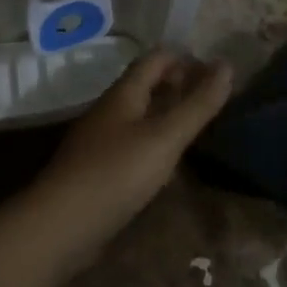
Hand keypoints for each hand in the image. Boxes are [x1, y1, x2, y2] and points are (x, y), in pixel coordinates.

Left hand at [0, 49, 231, 286]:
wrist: (59, 227)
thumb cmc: (115, 174)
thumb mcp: (165, 138)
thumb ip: (197, 104)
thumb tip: (227, 65)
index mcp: (124, 94)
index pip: (156, 59)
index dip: (186, 60)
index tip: (217, 75)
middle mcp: (111, 110)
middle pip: (148, 86)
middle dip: (180, 87)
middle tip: (214, 102)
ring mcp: (102, 141)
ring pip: (141, 117)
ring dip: (169, 117)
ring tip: (200, 130)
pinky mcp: (99, 171)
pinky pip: (134, 145)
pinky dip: (156, 145)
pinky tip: (171, 165)